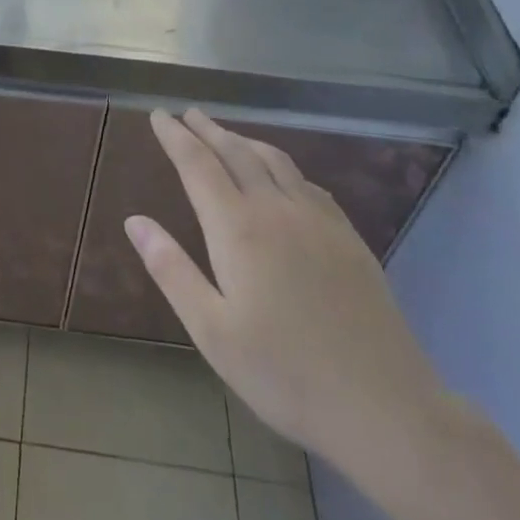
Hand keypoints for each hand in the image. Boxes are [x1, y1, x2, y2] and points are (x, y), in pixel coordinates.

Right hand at [124, 108, 448, 473]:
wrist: (384, 406)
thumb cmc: (285, 374)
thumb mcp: (212, 331)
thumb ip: (171, 269)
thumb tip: (134, 220)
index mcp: (238, 228)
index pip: (197, 165)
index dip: (175, 136)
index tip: (159, 114)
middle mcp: (276, 209)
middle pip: (236, 152)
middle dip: (208, 130)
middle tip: (188, 113)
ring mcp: (318, 220)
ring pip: (275, 160)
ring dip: (245, 140)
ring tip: (227, 134)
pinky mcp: (348, 237)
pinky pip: (307, 182)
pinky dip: (282, 165)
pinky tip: (283, 176)